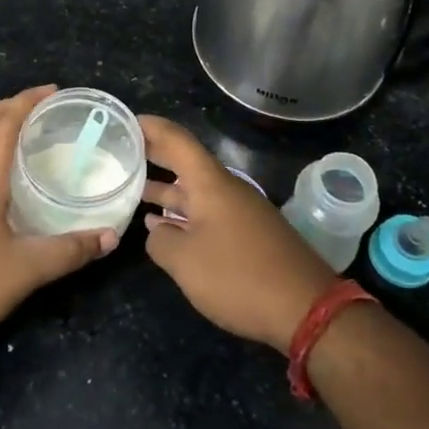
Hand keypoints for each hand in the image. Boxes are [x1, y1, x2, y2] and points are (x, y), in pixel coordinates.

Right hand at [140, 116, 336, 352]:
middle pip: (187, 163)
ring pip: (197, 191)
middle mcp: (227, 189)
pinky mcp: (249, 235)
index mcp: (211, 184)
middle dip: (156, 155)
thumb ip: (161, 241)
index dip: (151, 128)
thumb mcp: (185, 261)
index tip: (126, 121)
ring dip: (167, 190)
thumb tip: (156, 230)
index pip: (177, 141)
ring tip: (134, 190)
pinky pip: (209, 213)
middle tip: (123, 151)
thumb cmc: (238, 276)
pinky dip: (184, 214)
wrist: (306, 308)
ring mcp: (241, 212)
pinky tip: (165, 227)